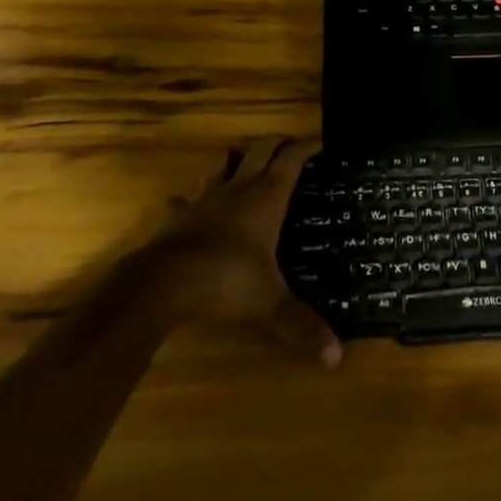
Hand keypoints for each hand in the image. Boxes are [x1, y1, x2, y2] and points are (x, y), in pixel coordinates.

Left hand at [148, 137, 341, 367]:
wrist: (163, 283)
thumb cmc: (226, 280)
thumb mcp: (270, 303)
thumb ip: (302, 325)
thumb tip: (336, 358)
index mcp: (267, 196)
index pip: (292, 159)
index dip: (307, 147)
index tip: (321, 143)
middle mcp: (238, 188)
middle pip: (260, 150)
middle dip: (276, 143)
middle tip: (289, 145)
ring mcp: (205, 198)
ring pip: (221, 163)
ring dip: (234, 157)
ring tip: (242, 160)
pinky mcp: (178, 216)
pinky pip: (184, 199)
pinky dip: (190, 198)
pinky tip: (187, 204)